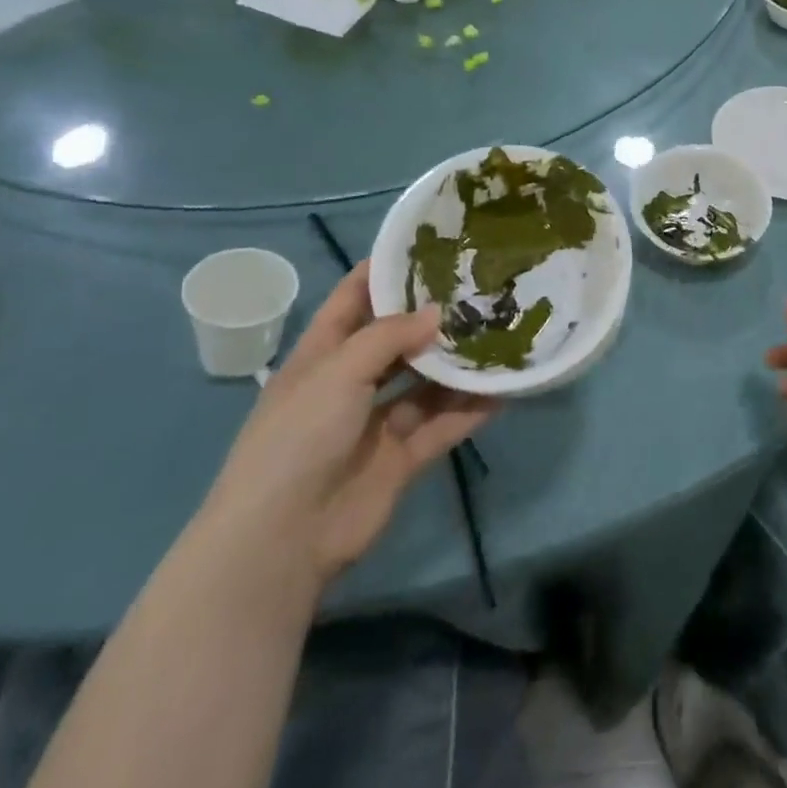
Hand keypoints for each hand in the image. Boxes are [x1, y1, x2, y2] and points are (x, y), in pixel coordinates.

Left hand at [198, 262, 496, 593]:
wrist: (282, 539)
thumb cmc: (298, 437)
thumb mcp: (338, 371)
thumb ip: (390, 336)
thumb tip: (438, 312)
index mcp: (322, 355)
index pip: (353, 299)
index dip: (385, 272)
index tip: (430, 248)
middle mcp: (350, 383)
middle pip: (397, 340)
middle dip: (433, 317)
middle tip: (482, 289)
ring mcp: (377, 422)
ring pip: (426, 383)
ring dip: (458, 365)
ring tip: (502, 334)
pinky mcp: (402, 457)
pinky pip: (442, 425)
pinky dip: (470, 409)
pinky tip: (504, 390)